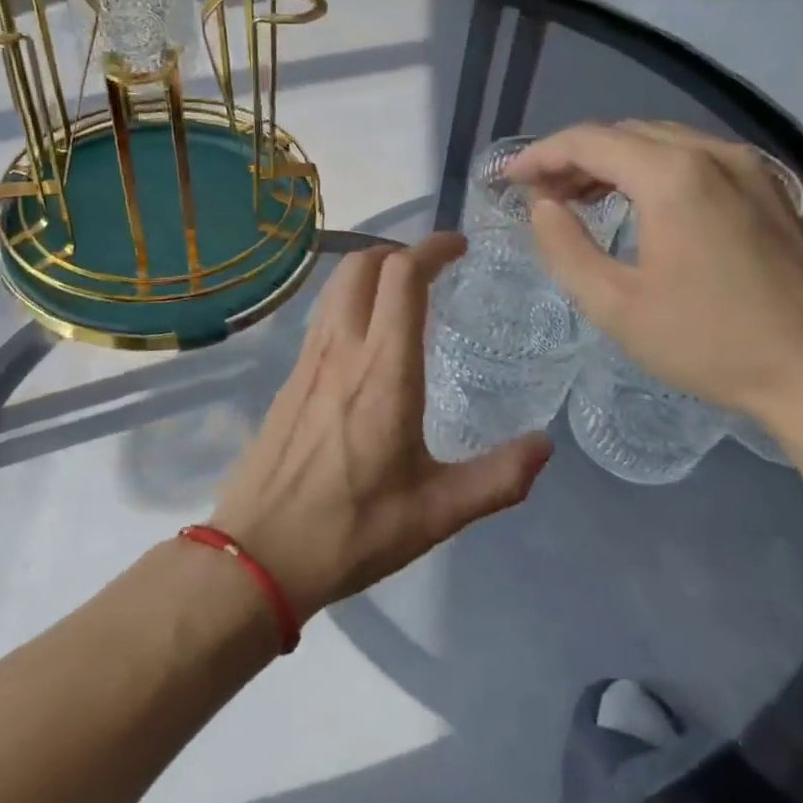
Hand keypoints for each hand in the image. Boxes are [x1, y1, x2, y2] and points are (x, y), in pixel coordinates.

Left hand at [211, 233, 551, 619]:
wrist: (257, 555)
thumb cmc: (350, 530)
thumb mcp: (436, 514)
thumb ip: (498, 478)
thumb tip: (545, 446)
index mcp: (383, 371)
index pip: (402, 277)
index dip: (432, 248)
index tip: (459, 247)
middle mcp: (341, 351)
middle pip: (361, 265)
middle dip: (399, 251)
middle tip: (434, 269)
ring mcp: (308, 361)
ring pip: (336, 287)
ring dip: (371, 272)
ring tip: (404, 296)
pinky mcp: (289, 379)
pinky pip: (322, 317)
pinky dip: (350, 302)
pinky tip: (368, 340)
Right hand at [511, 122, 802, 426]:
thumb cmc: (712, 343)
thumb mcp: (617, 306)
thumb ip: (566, 249)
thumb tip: (543, 207)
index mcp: (674, 177)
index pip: (589, 141)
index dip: (541, 155)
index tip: (509, 179)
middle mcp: (714, 155)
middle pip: (627, 133)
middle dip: (576, 157)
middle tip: (542, 194)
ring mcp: (753, 169)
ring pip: (665, 143)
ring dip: (616, 162)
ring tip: (583, 198)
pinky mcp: (774, 191)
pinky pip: (699, 161)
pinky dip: (657, 171)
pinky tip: (645, 207)